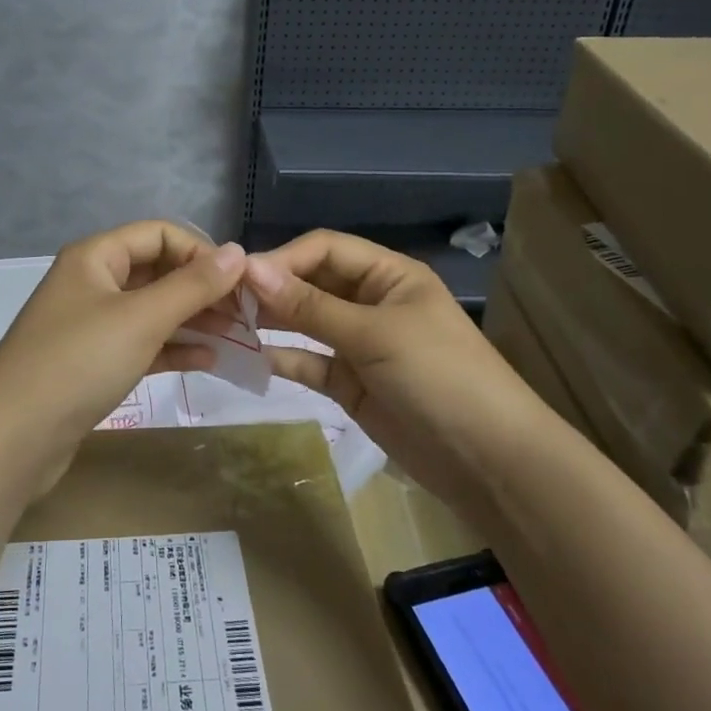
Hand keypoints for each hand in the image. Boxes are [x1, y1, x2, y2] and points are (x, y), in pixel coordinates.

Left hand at [0, 221, 248, 487]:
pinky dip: (173, 348)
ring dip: (193, 320)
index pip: (159, 234)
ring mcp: (91, 325)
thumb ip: (193, 285)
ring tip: (236, 337)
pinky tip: (208, 360)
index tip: (239, 283)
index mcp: (95, 257)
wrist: (12, 439)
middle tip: (245, 314)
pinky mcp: (93, 363)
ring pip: (152, 310)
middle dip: (201, 288)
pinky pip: (142, 344)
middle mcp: (92, 282)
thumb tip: (238, 252)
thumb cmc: (78, 363)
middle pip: (157, 271)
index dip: (200, 252)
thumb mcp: (141, 318)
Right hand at [244, 231, 536, 495]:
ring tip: (225, 325)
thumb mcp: (374, 334)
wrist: (489, 461)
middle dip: (271, 289)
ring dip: (270, 322)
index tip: (239, 277)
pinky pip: (309, 362)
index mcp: (388, 275)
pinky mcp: (350, 383)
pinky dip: (281, 358)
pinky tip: (247, 358)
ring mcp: (360, 344)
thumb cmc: (439, 377)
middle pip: (311, 283)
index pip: (325, 249)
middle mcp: (371, 302)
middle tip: (221, 301)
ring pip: (305, 323)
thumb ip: (309, 305)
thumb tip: (250, 269)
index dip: (283, 258)